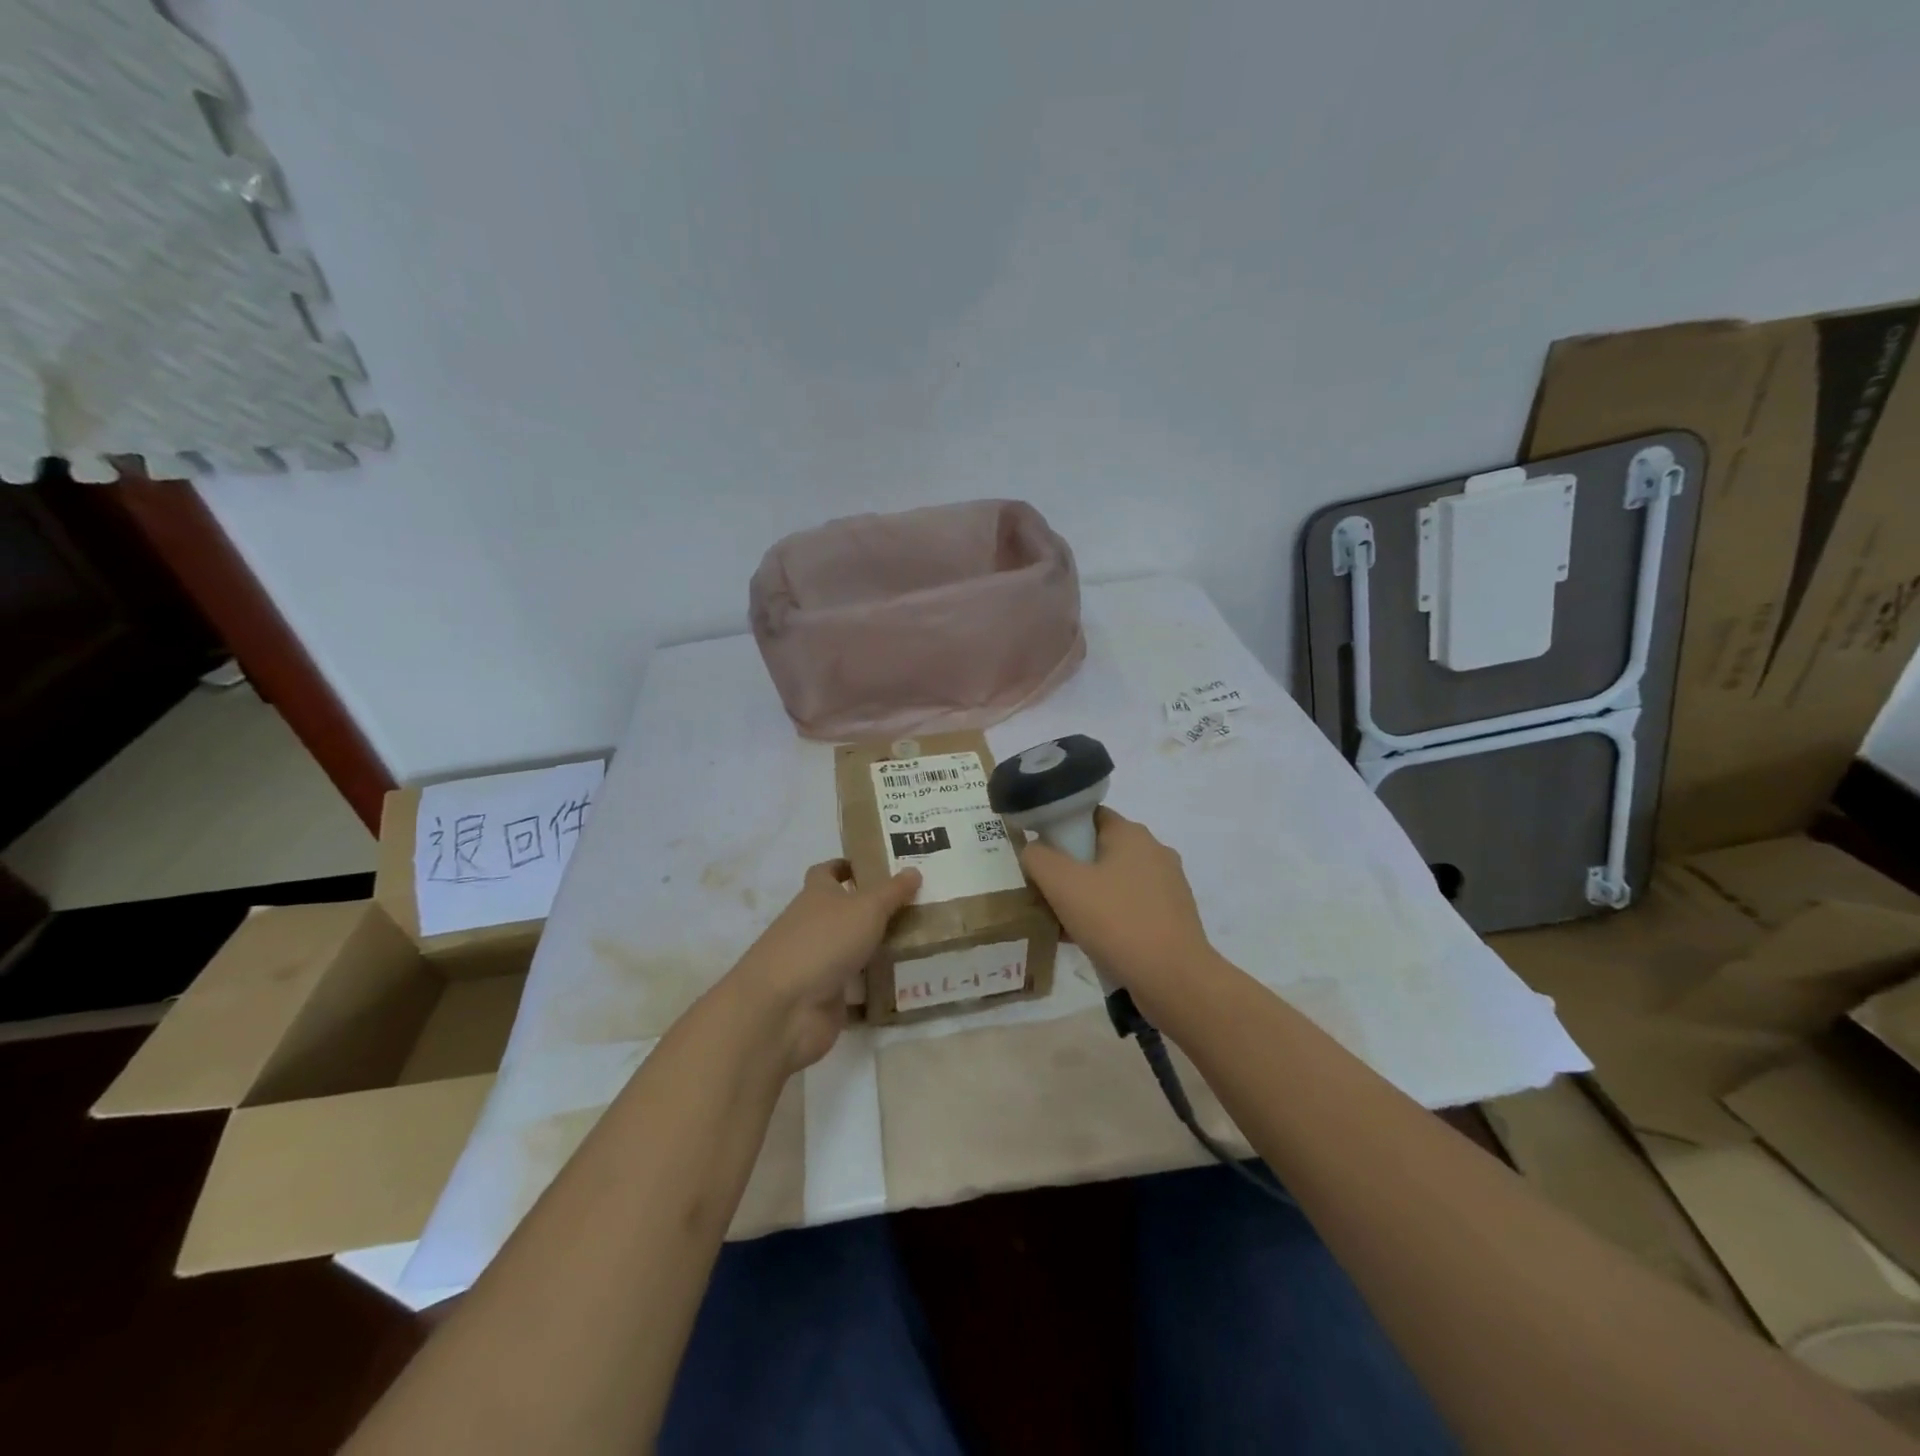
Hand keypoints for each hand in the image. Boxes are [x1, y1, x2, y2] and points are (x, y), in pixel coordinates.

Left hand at [726, 860, 920, 1073]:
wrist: (785, 1008)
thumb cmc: (824, 941)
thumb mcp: (866, 908)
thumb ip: (892, 891)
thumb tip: (913, 870)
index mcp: (816, 895)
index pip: (828, 872)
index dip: (849, 867)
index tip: (878, 867)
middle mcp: (814, 926)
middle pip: (844, 912)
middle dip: (874, 909)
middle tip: (917, 905)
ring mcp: (818, 963)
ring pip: (853, 949)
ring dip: (879, 947)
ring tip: (923, 941)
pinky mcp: (826, 998)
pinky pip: (857, 986)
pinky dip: (877, 984)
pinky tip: (909, 981)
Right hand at [1018, 809, 1217, 1011]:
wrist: (1174, 979)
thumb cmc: (1116, 921)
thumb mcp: (1062, 884)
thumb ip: (1038, 857)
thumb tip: (1034, 850)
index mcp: (1131, 833)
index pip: (1087, 816)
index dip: (1059, 831)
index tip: (1040, 858)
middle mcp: (1154, 851)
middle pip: (1099, 850)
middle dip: (1070, 871)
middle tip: (1046, 895)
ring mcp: (1168, 885)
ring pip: (1114, 882)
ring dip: (1087, 898)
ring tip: (1062, 924)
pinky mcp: (1173, 917)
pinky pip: (1130, 908)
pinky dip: (1108, 918)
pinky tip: (1090, 942)